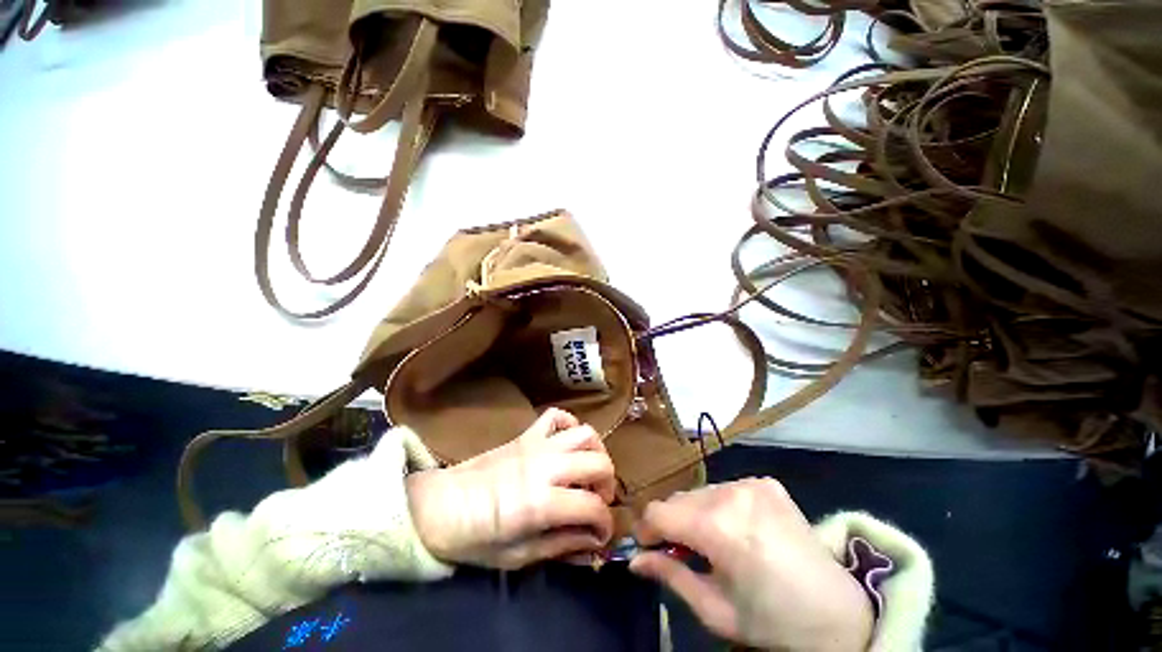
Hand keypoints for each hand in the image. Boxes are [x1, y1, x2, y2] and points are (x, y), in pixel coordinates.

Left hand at [406, 409, 615, 569]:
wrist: (431, 509)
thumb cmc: (471, 540)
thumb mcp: (516, 556)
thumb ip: (559, 547)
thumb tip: (592, 544)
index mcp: (540, 503)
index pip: (595, 508)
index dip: (604, 527)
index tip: (597, 539)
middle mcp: (543, 468)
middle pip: (600, 465)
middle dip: (607, 489)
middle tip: (593, 508)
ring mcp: (532, 448)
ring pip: (585, 435)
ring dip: (595, 456)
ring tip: (585, 479)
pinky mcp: (520, 438)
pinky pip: (555, 418)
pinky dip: (569, 428)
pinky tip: (566, 451)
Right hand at [630, 478, 872, 650]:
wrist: (830, 609)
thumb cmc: (767, 618)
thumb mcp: (711, 608)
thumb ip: (671, 576)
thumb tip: (635, 560)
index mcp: (721, 525)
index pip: (658, 513)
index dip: (644, 535)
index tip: (648, 558)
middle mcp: (739, 493)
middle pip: (679, 499)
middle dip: (669, 526)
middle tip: (677, 559)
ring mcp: (761, 485)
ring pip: (702, 493)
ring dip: (693, 518)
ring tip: (707, 551)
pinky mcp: (775, 487)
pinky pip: (728, 491)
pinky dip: (718, 510)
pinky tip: (732, 537)